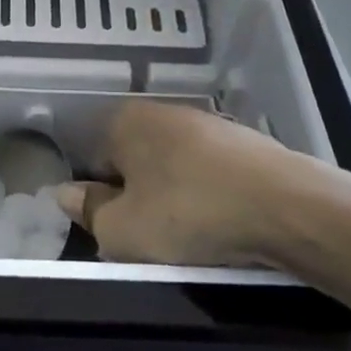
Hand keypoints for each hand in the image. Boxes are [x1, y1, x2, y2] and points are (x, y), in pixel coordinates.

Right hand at [55, 100, 350, 273]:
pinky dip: (205, 197)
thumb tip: (65, 193)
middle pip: (133, 160)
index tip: (113, 231)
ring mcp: (205, 123)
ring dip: (171, 198)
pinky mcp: (241, 142)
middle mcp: (161, 111)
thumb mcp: (124, 230)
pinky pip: (207, 173)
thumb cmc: (189, 214)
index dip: (97, 198)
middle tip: (147, 240)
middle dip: (134, 197)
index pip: (93, 158)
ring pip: (170, 167)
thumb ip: (89, 212)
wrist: (286, 206)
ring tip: (186, 239)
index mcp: (124, 121)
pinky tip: (219, 225)